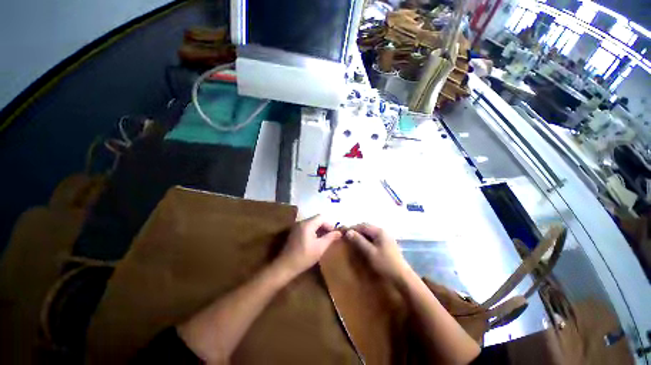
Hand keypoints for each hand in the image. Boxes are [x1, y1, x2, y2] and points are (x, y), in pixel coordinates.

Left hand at [277, 215, 341, 275]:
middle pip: (316, 219)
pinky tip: (315, 241)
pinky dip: (313, 231)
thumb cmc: (304, 257)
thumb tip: (339, 232)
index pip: (321, 218)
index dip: (329, 224)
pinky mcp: (294, 233)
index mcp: (307, 224)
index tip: (334, 234)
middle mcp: (301, 223)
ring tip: (324, 239)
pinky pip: (306, 228)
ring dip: (319, 229)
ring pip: (311, 224)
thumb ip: (330, 238)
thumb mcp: (320, 247)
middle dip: (325, 227)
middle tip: (330, 237)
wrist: (285, 266)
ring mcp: (296, 227)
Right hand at [344, 223, 411, 282]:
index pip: (362, 225)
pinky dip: (365, 238)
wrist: (402, 277)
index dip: (352, 227)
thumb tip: (348, 232)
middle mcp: (383, 231)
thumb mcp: (370, 253)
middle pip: (366, 227)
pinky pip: (373, 236)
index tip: (342, 231)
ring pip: (369, 232)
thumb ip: (359, 241)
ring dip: (360, 234)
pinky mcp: (386, 243)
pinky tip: (362, 243)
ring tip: (352, 239)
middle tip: (346, 235)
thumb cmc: (385, 264)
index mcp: (379, 231)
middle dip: (355, 230)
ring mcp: (386, 237)